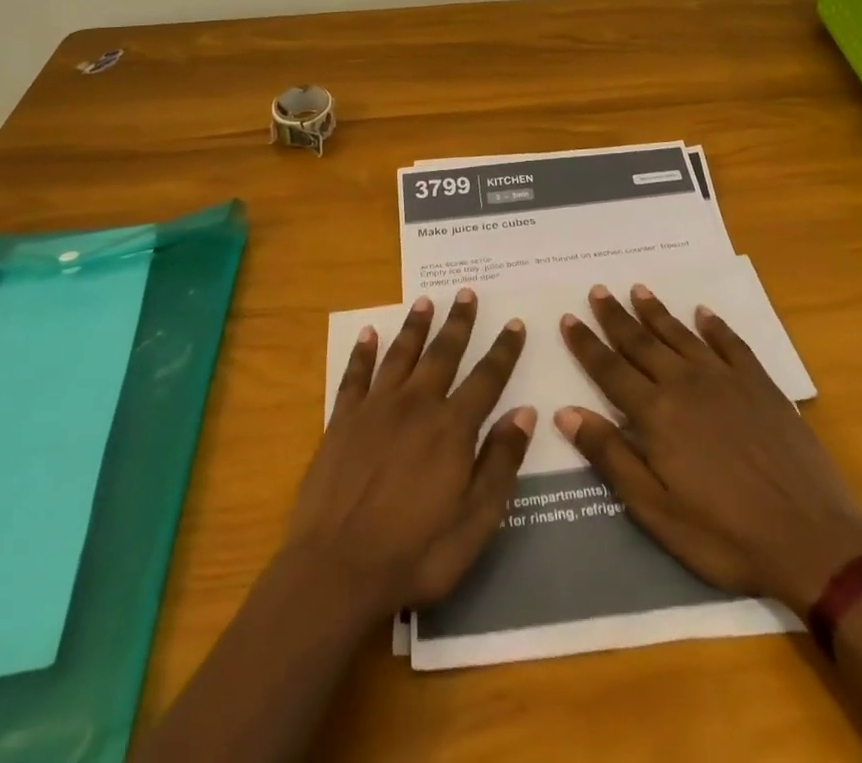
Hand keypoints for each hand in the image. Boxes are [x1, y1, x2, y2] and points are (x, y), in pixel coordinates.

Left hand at [287, 289, 534, 616]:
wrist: (337, 569)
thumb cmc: (416, 554)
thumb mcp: (475, 522)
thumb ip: (501, 463)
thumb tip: (525, 412)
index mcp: (452, 428)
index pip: (486, 378)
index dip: (504, 351)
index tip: (515, 323)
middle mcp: (416, 405)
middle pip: (443, 354)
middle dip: (458, 323)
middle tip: (467, 293)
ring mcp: (376, 408)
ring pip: (401, 354)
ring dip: (415, 326)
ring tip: (425, 301)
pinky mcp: (342, 420)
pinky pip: (355, 375)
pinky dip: (363, 352)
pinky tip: (369, 333)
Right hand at [556, 283, 861, 612]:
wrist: (812, 540)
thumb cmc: (725, 535)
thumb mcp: (657, 511)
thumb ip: (611, 457)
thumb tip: (565, 412)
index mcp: (656, 414)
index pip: (610, 369)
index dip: (586, 344)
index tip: (568, 318)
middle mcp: (685, 384)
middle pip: (641, 342)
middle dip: (616, 317)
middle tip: (598, 290)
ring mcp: (726, 379)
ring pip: (681, 334)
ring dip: (657, 311)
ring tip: (638, 289)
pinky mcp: (760, 384)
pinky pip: (731, 343)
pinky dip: (714, 326)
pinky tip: (704, 313)